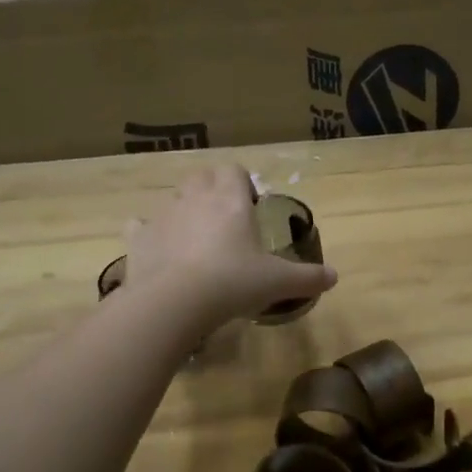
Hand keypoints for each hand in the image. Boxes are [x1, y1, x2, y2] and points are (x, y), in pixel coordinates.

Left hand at [121, 166, 335, 333]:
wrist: (174, 301)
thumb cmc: (233, 282)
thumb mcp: (278, 282)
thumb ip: (308, 277)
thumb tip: (334, 277)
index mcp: (229, 199)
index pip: (233, 170)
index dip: (241, 184)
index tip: (250, 208)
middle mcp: (194, 198)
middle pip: (201, 177)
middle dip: (210, 191)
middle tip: (224, 222)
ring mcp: (162, 215)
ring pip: (172, 199)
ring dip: (183, 212)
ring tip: (194, 243)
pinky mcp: (137, 238)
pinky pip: (140, 226)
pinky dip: (149, 234)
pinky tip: (159, 252)